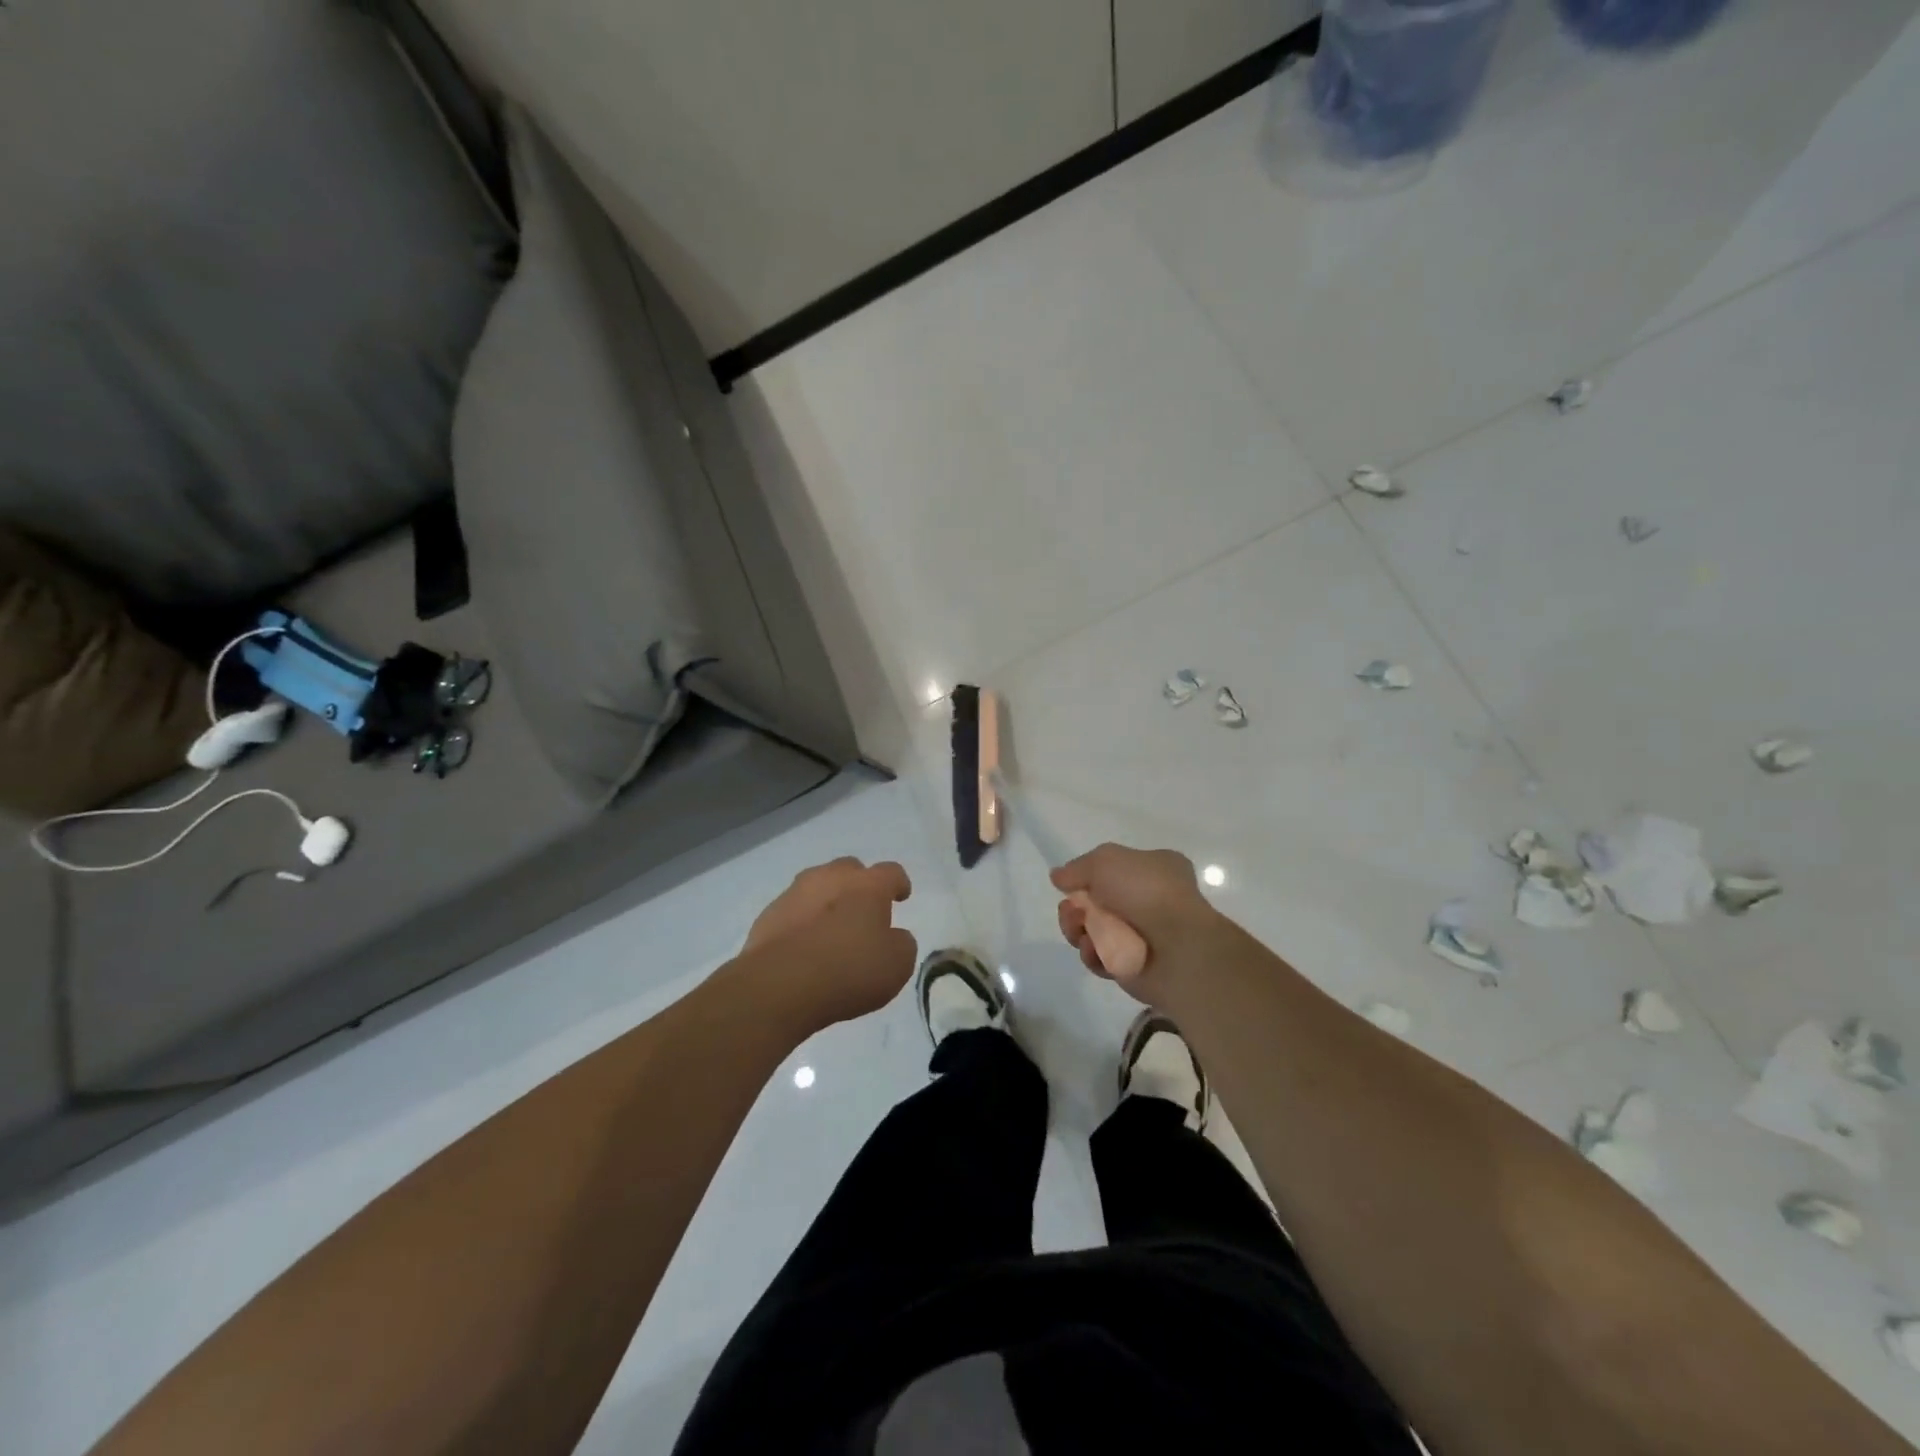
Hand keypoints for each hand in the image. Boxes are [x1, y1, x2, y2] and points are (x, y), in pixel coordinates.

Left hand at [742, 858, 916, 1029]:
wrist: (780, 986)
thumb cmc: (849, 971)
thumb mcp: (897, 965)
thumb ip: (901, 943)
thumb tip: (893, 936)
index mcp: (868, 885)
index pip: (891, 872)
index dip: (898, 884)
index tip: (900, 897)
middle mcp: (831, 878)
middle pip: (849, 869)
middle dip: (858, 886)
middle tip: (863, 912)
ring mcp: (795, 893)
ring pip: (817, 886)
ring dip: (827, 900)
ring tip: (830, 928)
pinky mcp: (768, 915)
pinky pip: (792, 910)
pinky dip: (801, 921)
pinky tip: (803, 946)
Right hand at [1051, 844, 1226, 1006]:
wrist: (1178, 948)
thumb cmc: (1146, 892)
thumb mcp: (1106, 861)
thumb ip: (1077, 868)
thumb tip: (1059, 877)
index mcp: (1155, 869)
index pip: (1114, 868)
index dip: (1089, 875)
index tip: (1072, 882)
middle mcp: (1150, 900)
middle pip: (1097, 902)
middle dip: (1076, 906)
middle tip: (1071, 911)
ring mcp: (1143, 936)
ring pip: (1094, 931)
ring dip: (1078, 930)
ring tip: (1079, 931)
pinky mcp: (1134, 966)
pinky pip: (1101, 958)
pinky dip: (1093, 954)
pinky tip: (1094, 950)